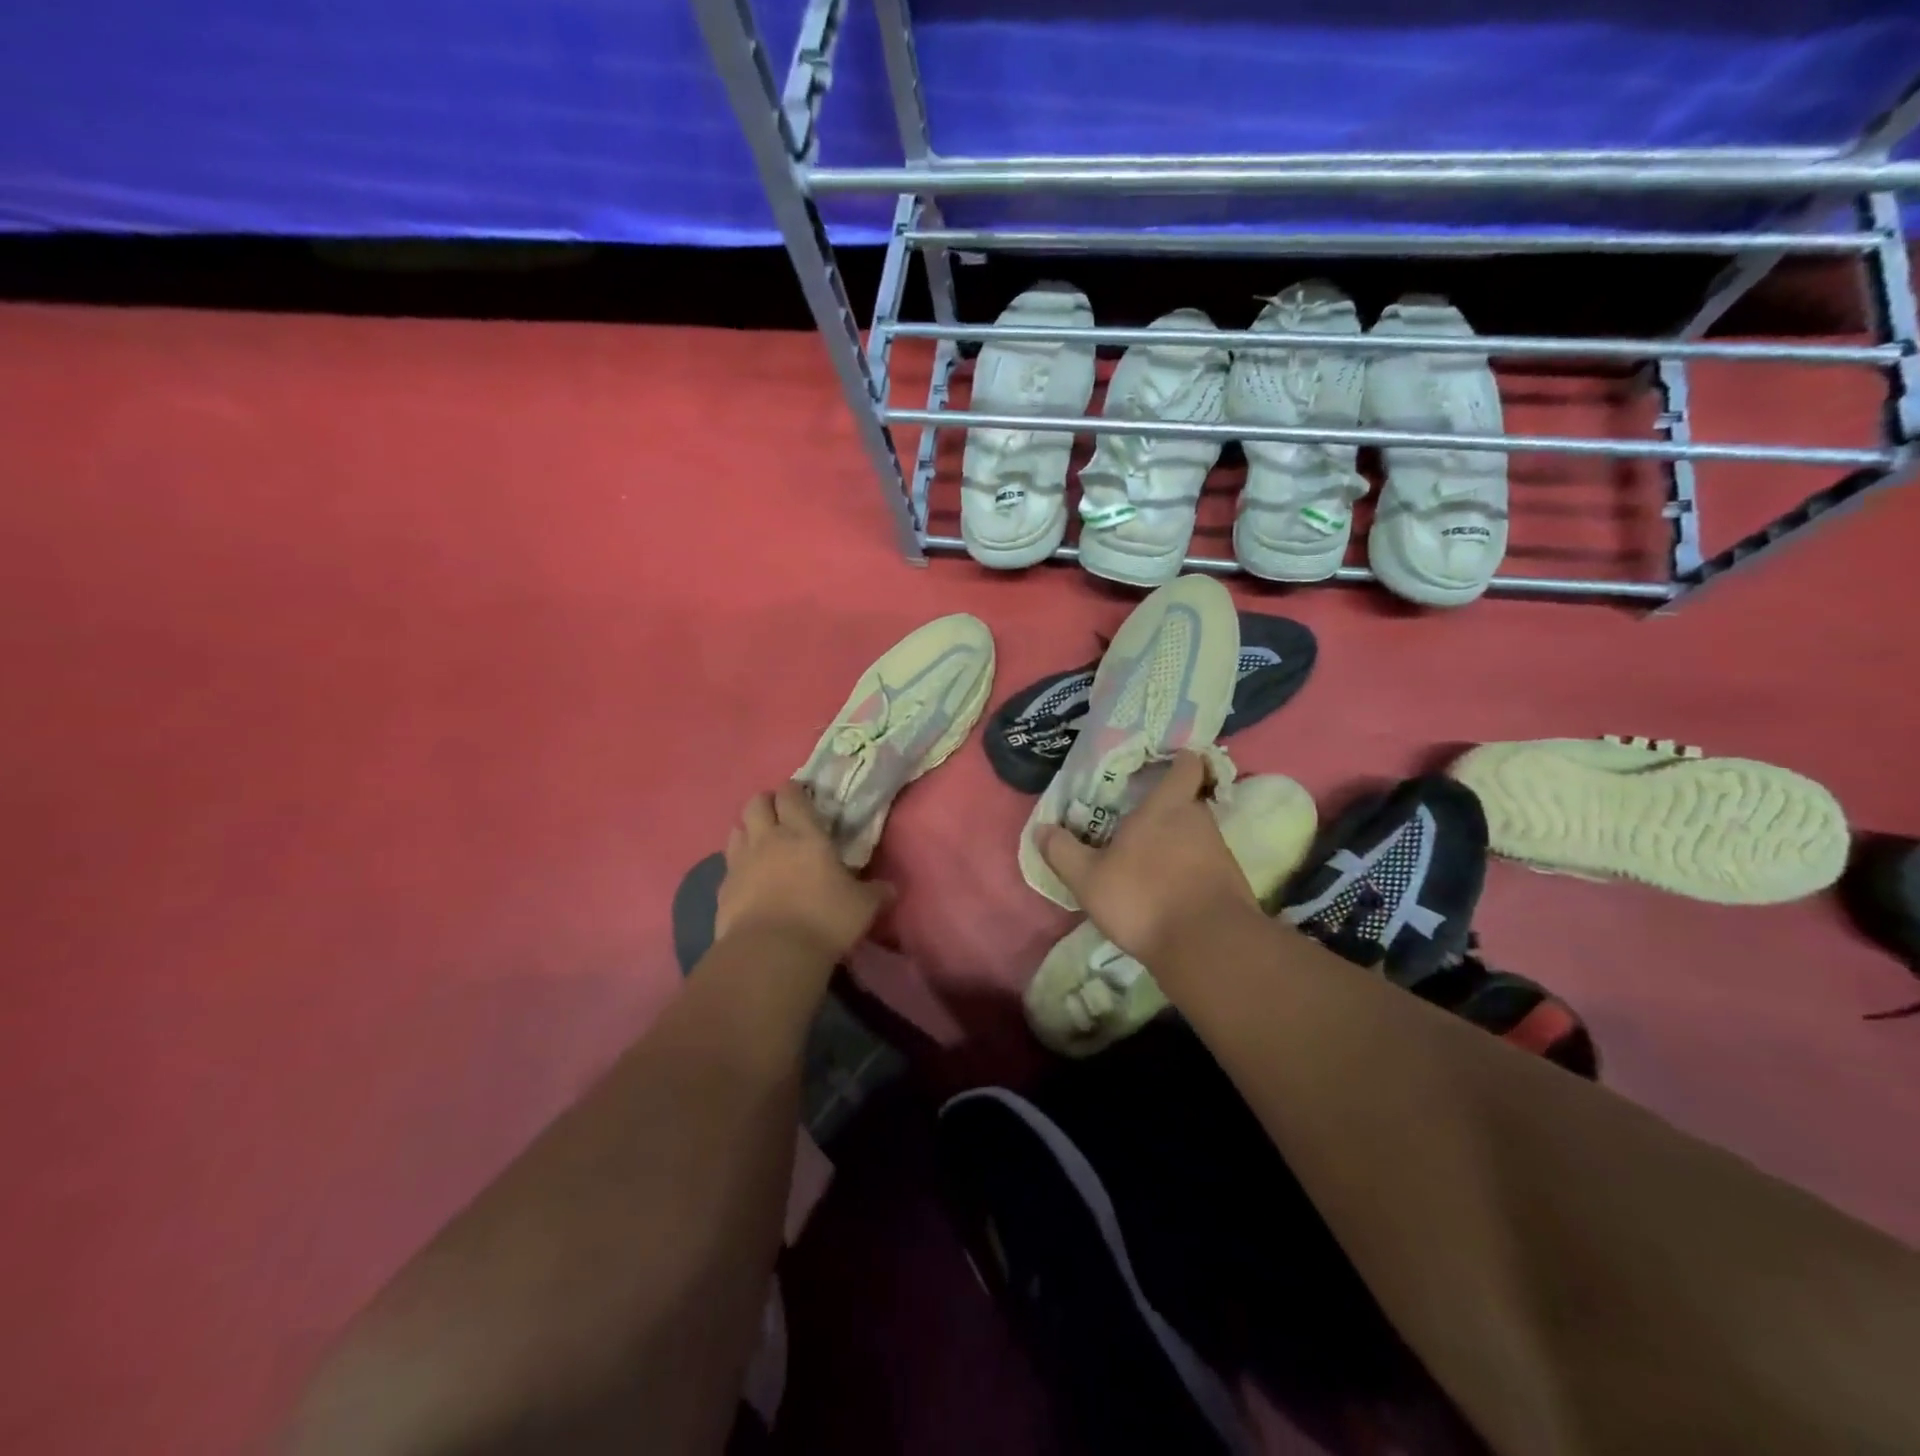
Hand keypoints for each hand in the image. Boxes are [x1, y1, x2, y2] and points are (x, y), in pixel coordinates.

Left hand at [718, 783, 892, 960]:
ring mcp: (740, 862)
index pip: (791, 794)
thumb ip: (876, 893)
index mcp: (804, 833)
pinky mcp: (722, 889)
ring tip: (762, 845)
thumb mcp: (862, 907)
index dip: (795, 791)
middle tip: (781, 816)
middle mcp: (768, 839)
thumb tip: (890, 889)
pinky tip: (749, 881)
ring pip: (736, 829)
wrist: (770, 954)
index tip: (804, 797)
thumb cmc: (823, 920)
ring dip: (748, 830)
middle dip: (768, 803)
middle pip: (756, 803)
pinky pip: (728, 865)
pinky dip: (738, 866)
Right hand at [1037, 750, 1255, 969]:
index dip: (1180, 760)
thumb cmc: (1145, 898)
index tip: (1162, 763)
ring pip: (1196, 835)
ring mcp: (1220, 852)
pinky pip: (1205, 865)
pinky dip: (1188, 871)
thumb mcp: (1089, 879)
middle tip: (1138, 820)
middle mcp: (1200, 820)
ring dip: (1176, 843)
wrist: (1209, 948)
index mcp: (1168, 806)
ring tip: (1148, 860)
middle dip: (1167, 808)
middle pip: (1188, 800)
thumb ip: (1063, 851)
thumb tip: (1041, 829)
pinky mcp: (1231, 883)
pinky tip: (1167, 890)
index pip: (1187, 765)